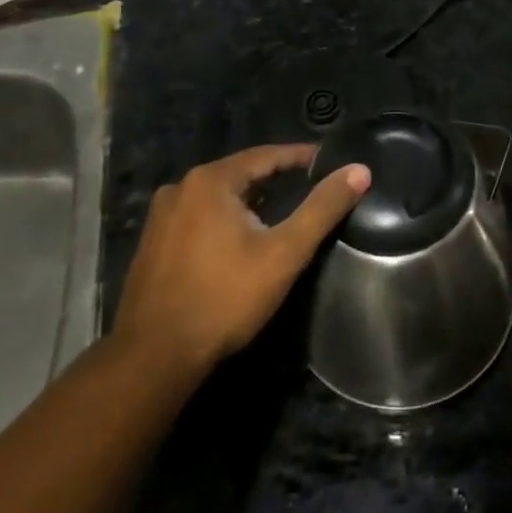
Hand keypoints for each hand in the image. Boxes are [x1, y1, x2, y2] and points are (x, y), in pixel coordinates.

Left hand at [113, 146, 370, 376]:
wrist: (154, 357)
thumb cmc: (225, 298)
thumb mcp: (284, 252)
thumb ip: (323, 208)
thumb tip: (359, 170)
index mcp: (210, 180)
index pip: (266, 155)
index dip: (301, 157)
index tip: (329, 161)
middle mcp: (180, 188)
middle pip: (241, 174)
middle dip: (276, 179)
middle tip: (310, 187)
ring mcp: (161, 216)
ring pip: (218, 197)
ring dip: (250, 200)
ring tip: (281, 212)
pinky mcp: (152, 243)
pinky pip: (198, 217)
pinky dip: (225, 219)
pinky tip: (241, 239)